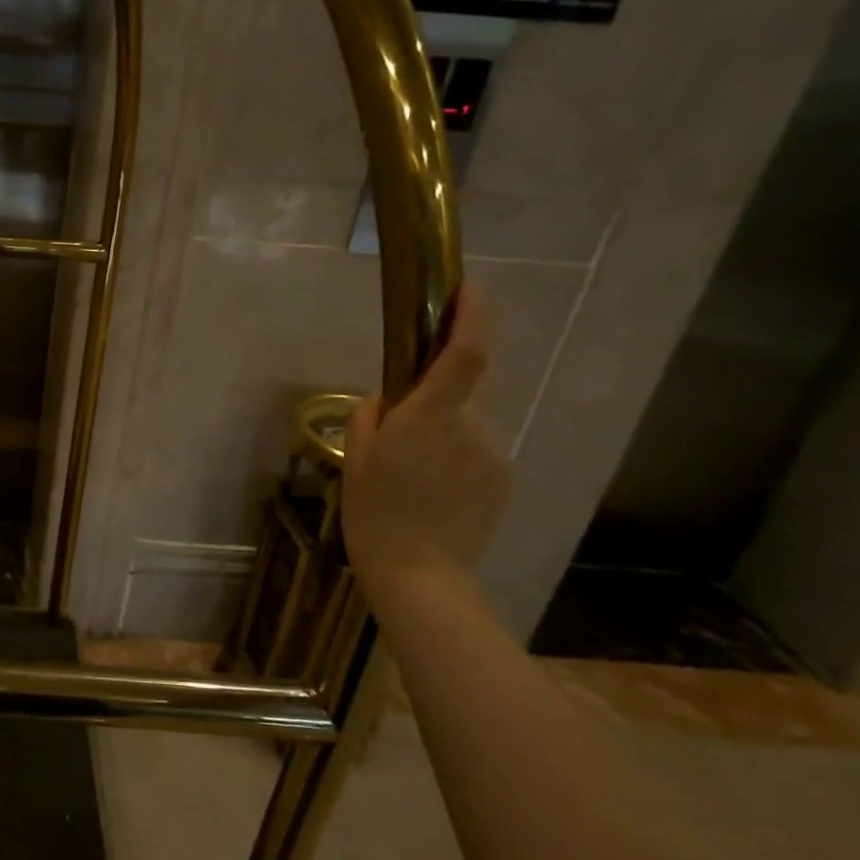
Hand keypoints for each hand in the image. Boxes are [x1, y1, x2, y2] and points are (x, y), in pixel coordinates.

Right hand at [342, 283, 511, 595]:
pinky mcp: (502, 479)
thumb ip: (374, 415)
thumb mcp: (356, 456)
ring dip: (440, 435)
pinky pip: (474, 453)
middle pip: (456, 394)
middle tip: (396, 436)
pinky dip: (452, 460)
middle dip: (431, 401)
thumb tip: (393, 400)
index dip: (472, 316)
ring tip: (411, 476)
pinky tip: (431, 493)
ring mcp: (492, 454)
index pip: (465, 353)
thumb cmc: (375, 511)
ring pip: (463, 426)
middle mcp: (472, 427)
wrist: (420, 572)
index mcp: (431, 417)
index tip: (469, 287)